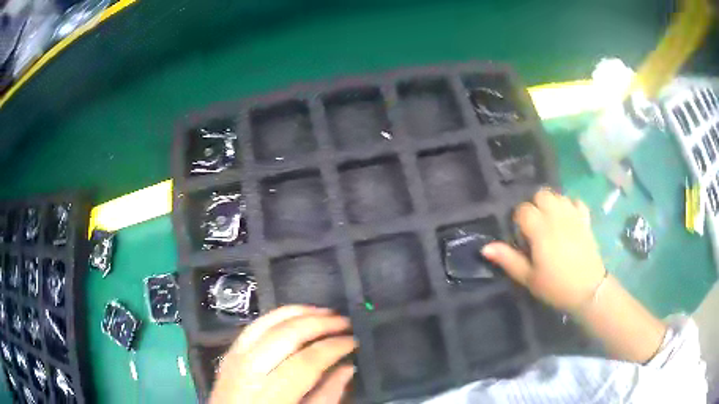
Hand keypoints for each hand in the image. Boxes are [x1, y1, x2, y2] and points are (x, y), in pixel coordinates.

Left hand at [210, 305, 356, 403]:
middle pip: (285, 337)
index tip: (353, 341)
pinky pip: (253, 326)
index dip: (333, 348)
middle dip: (318, 324)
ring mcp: (234, 359)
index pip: (306, 362)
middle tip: (344, 321)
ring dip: (298, 313)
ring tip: (324, 312)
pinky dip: (276, 316)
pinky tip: (295, 315)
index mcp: (270, 396)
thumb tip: (348, 367)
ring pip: (266, 324)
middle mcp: (248, 372)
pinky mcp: (229, 353)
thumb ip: (327, 396)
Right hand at [482, 189, 605, 311]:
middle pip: (541, 194)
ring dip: (550, 204)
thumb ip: (508, 259)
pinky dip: (569, 206)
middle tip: (535, 227)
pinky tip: (567, 219)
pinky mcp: (586, 219)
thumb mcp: (529, 278)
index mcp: (541, 230)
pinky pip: (576, 201)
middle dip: (534, 206)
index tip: (521, 237)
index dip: (518, 220)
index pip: (524, 209)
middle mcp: (557, 217)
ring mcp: (574, 216)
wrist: (589, 290)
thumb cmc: (556, 286)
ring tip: (550, 222)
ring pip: (558, 195)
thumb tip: (485, 247)